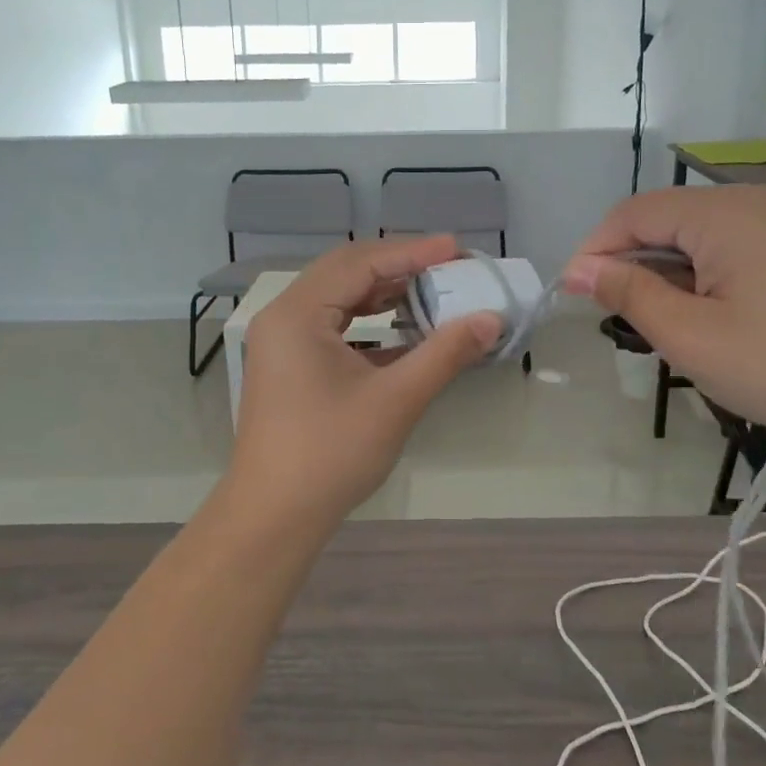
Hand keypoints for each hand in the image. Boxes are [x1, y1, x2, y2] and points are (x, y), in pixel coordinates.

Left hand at [225, 237, 503, 526]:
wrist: (275, 517)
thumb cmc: (331, 454)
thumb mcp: (396, 400)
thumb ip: (444, 353)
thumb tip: (491, 319)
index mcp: (297, 313)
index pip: (359, 263)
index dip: (411, 252)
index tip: (456, 248)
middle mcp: (284, 316)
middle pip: (346, 272)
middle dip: (399, 267)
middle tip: (448, 266)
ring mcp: (283, 341)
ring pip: (339, 298)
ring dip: (385, 293)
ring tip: (432, 291)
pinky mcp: (290, 364)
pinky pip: (333, 325)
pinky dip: (370, 322)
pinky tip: (405, 329)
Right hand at [562, 186, 765, 459]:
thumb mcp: (689, 336)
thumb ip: (628, 293)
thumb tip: (578, 269)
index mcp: (725, 212)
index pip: (635, 213)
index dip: (595, 248)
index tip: (572, 292)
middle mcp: (758, 199)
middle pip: (670, 217)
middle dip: (634, 260)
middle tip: (618, 314)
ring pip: (704, 232)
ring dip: (671, 267)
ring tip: (666, 319)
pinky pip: (739, 242)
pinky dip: (709, 269)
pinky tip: (715, 310)